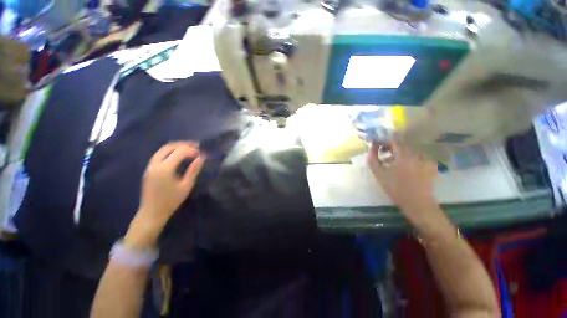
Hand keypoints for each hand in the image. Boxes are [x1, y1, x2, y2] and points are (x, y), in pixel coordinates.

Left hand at [125, 142, 204, 248]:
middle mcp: (155, 164)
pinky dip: (170, 151)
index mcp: (165, 169)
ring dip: (176, 146)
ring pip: (163, 149)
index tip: (202, 153)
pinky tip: (178, 154)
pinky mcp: (149, 169)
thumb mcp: (186, 185)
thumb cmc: (171, 201)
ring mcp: (150, 166)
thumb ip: (193, 170)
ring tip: (189, 148)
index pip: (180, 152)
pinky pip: (159, 154)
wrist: (152, 212)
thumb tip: (202, 157)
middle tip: (196, 146)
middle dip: (184, 144)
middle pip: (169, 147)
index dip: (192, 150)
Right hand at [367, 141, 438, 220]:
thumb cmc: (396, 188)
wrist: (418, 204)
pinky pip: (417, 156)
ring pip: (409, 149)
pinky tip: (403, 166)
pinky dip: (408, 157)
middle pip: (402, 143)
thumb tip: (372, 147)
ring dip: (398, 152)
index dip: (383, 139)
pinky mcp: (431, 164)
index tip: (376, 143)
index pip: (393, 139)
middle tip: (382, 151)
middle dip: (390, 145)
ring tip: (390, 161)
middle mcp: (417, 153)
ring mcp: (426, 158)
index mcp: (404, 155)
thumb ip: (373, 158)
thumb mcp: (379, 174)